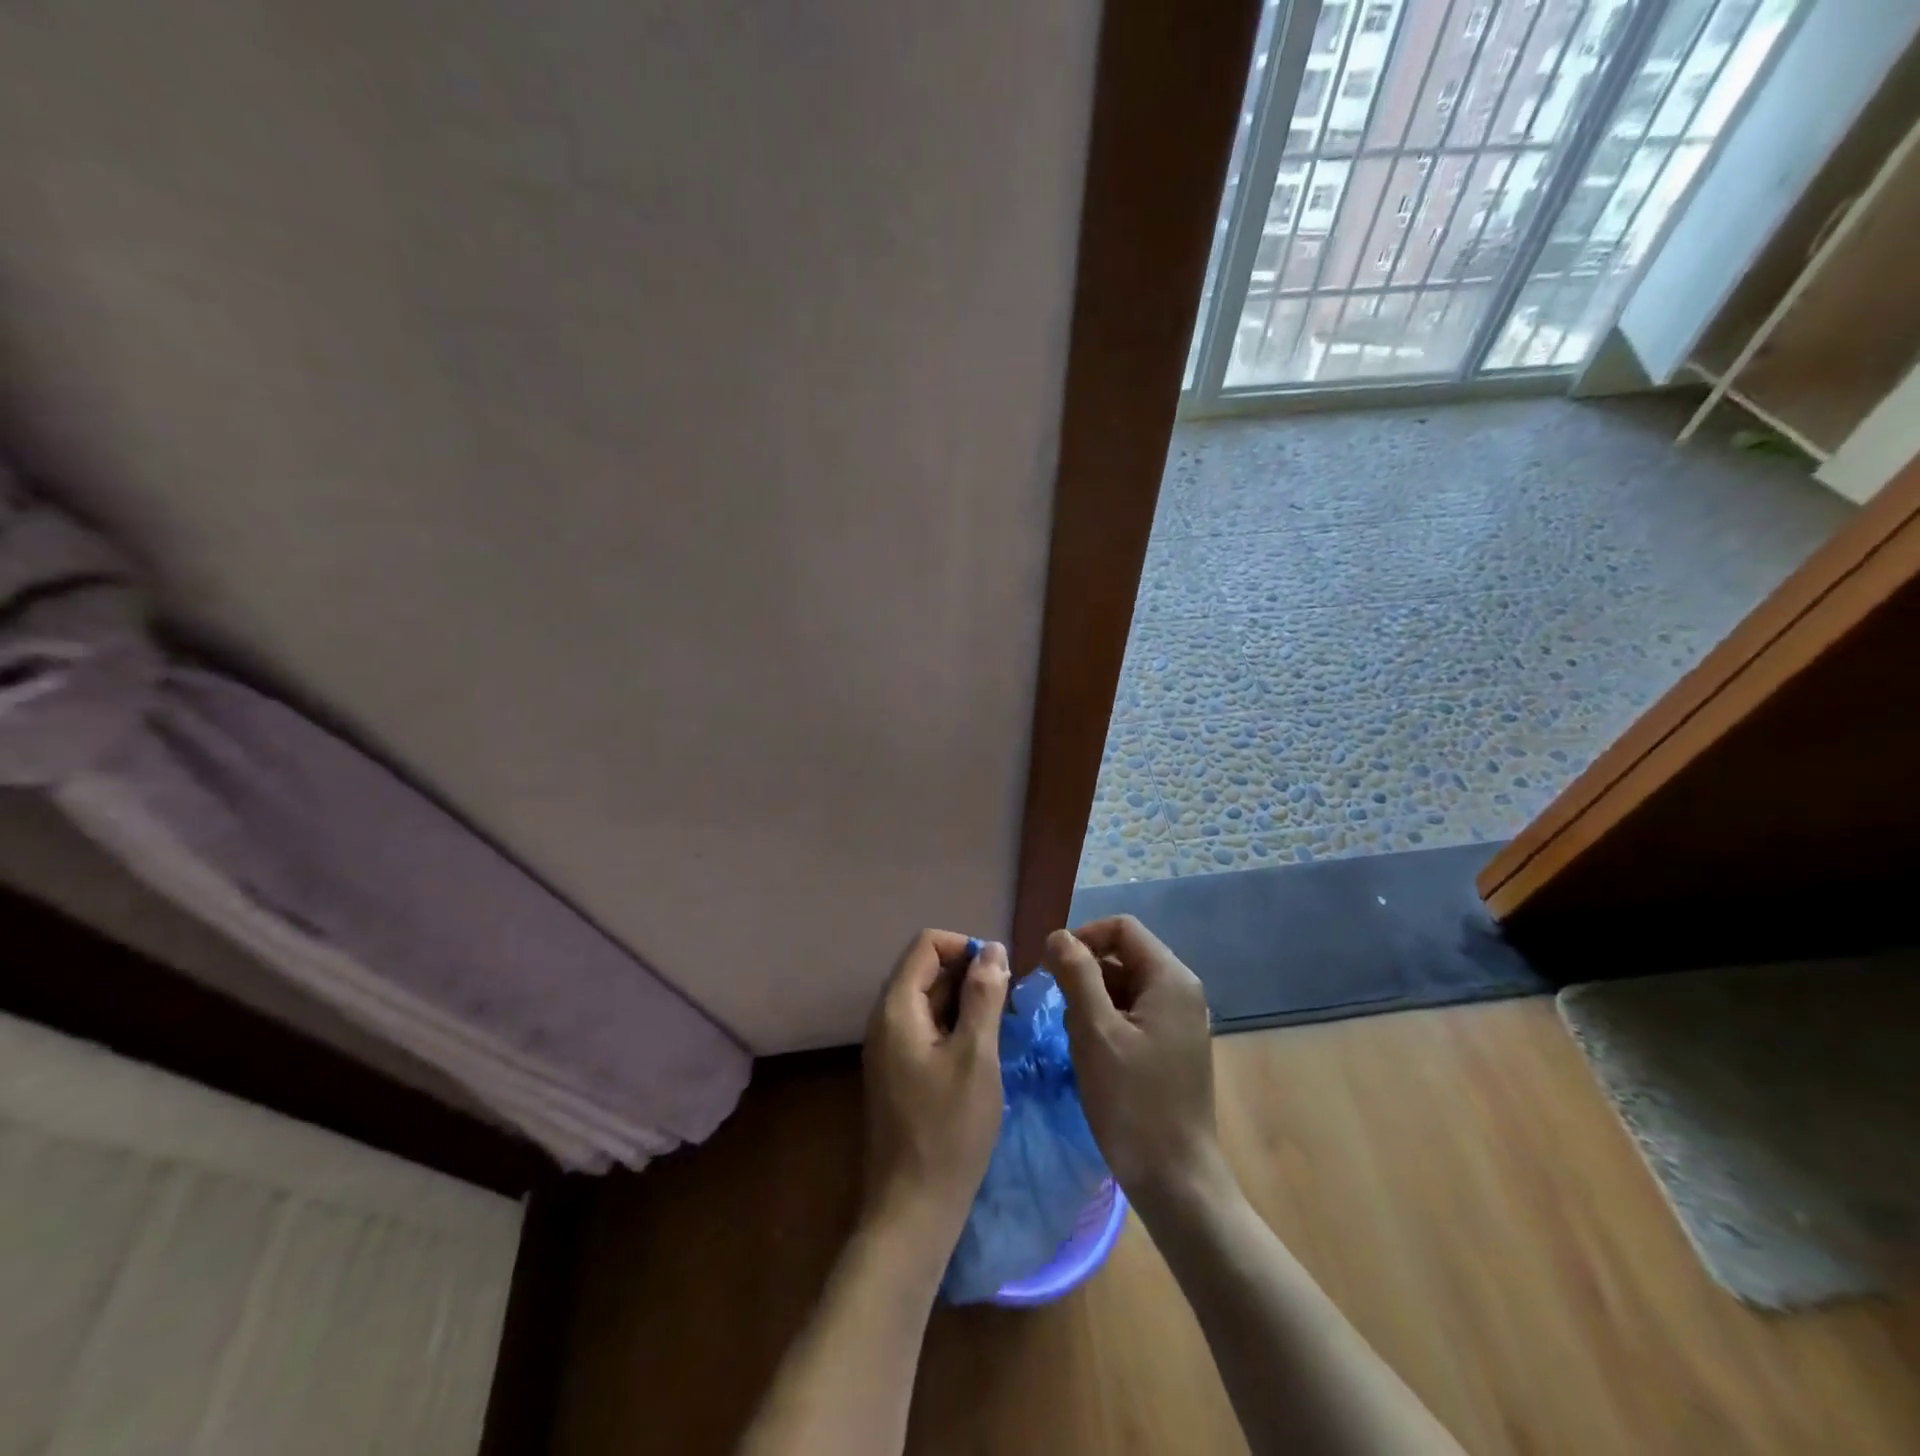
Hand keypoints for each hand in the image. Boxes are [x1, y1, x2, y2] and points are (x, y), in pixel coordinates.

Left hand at [861, 930, 1009, 1252]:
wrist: (913, 1210)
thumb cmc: (949, 1131)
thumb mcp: (976, 1057)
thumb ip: (983, 997)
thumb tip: (992, 949)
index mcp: (896, 1007)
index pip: (926, 944)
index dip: (965, 947)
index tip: (999, 976)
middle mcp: (885, 1019)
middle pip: (926, 969)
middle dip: (969, 975)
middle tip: (1007, 1005)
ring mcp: (889, 1046)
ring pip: (930, 1000)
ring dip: (966, 1002)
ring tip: (1001, 1027)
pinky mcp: (899, 1070)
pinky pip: (927, 1028)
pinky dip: (955, 1026)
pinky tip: (983, 1052)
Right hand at [1044, 916, 1229, 1213]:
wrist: (1176, 1180)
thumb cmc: (1134, 1102)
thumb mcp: (1095, 1032)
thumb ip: (1077, 974)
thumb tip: (1058, 936)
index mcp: (1171, 979)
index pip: (1121, 928)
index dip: (1083, 938)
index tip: (1050, 967)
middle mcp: (1181, 991)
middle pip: (1123, 956)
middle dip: (1084, 972)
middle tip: (1056, 1006)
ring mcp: (1179, 1021)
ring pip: (1124, 986)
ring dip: (1092, 1000)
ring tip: (1072, 1035)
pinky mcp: (1171, 1047)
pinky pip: (1132, 1014)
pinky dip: (1106, 1022)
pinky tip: (1089, 1053)